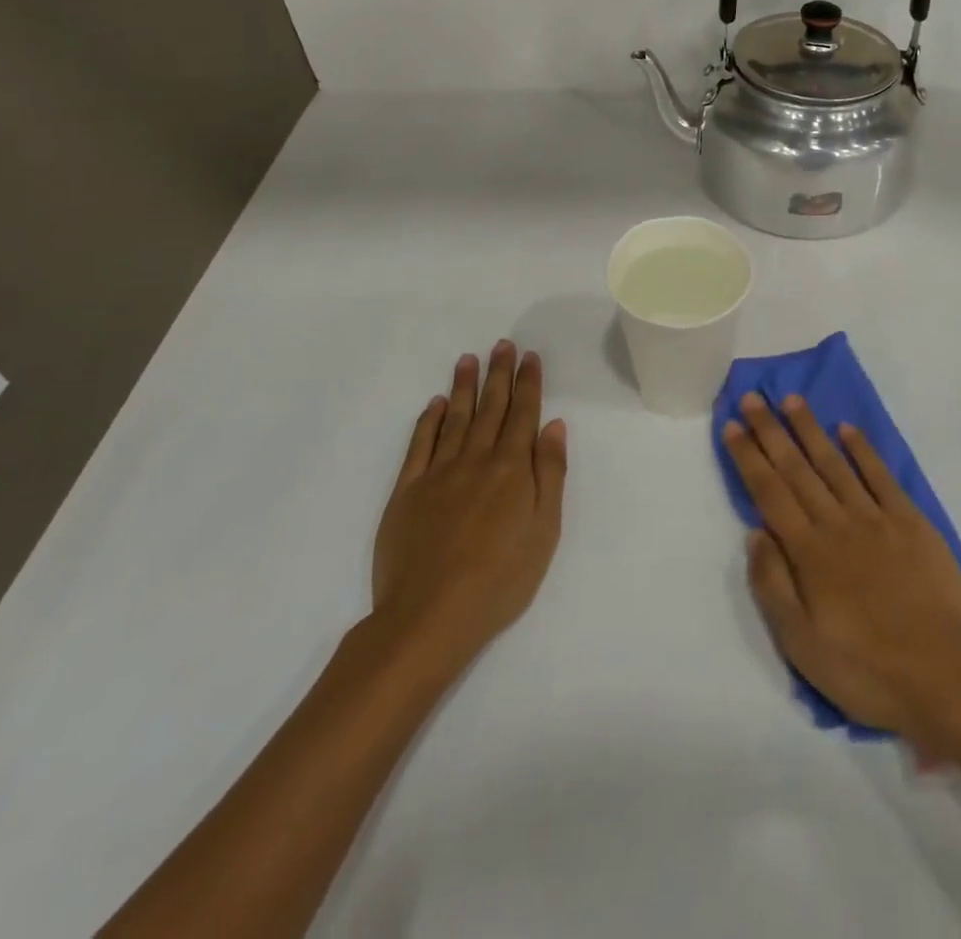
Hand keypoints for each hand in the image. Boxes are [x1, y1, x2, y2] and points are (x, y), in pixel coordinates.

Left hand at [371, 340, 567, 670]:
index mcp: (512, 468)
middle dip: (499, 374)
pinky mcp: (407, 492)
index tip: (530, 357)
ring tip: (468, 359)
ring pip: (455, 418)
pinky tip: (434, 404)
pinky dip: (428, 421)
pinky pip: (419, 445)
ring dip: (464, 387)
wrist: (430, 615)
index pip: (523, 414)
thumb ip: (550, 473)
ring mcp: (438, 473)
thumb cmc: (501, 578)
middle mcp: (476, 460)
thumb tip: (553, 425)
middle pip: (491, 408)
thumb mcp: (545, 529)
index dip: (528, 383)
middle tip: (502, 345)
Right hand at [722, 392, 960, 748]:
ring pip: (835, 464)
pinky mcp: (912, 523)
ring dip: (811, 430)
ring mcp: (877, 519)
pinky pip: (881, 477)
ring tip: (792, 400)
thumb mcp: (802, 644)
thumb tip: (755, 532)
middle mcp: (838, 524)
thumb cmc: (867, 669)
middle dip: (771, 431)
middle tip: (753, 395)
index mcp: (809, 552)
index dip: (749, 457)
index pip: (770, 492)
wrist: (947, 676)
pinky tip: (848, 430)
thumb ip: (773, 585)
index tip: (733, 425)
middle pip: (797, 469)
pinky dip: (863, 451)